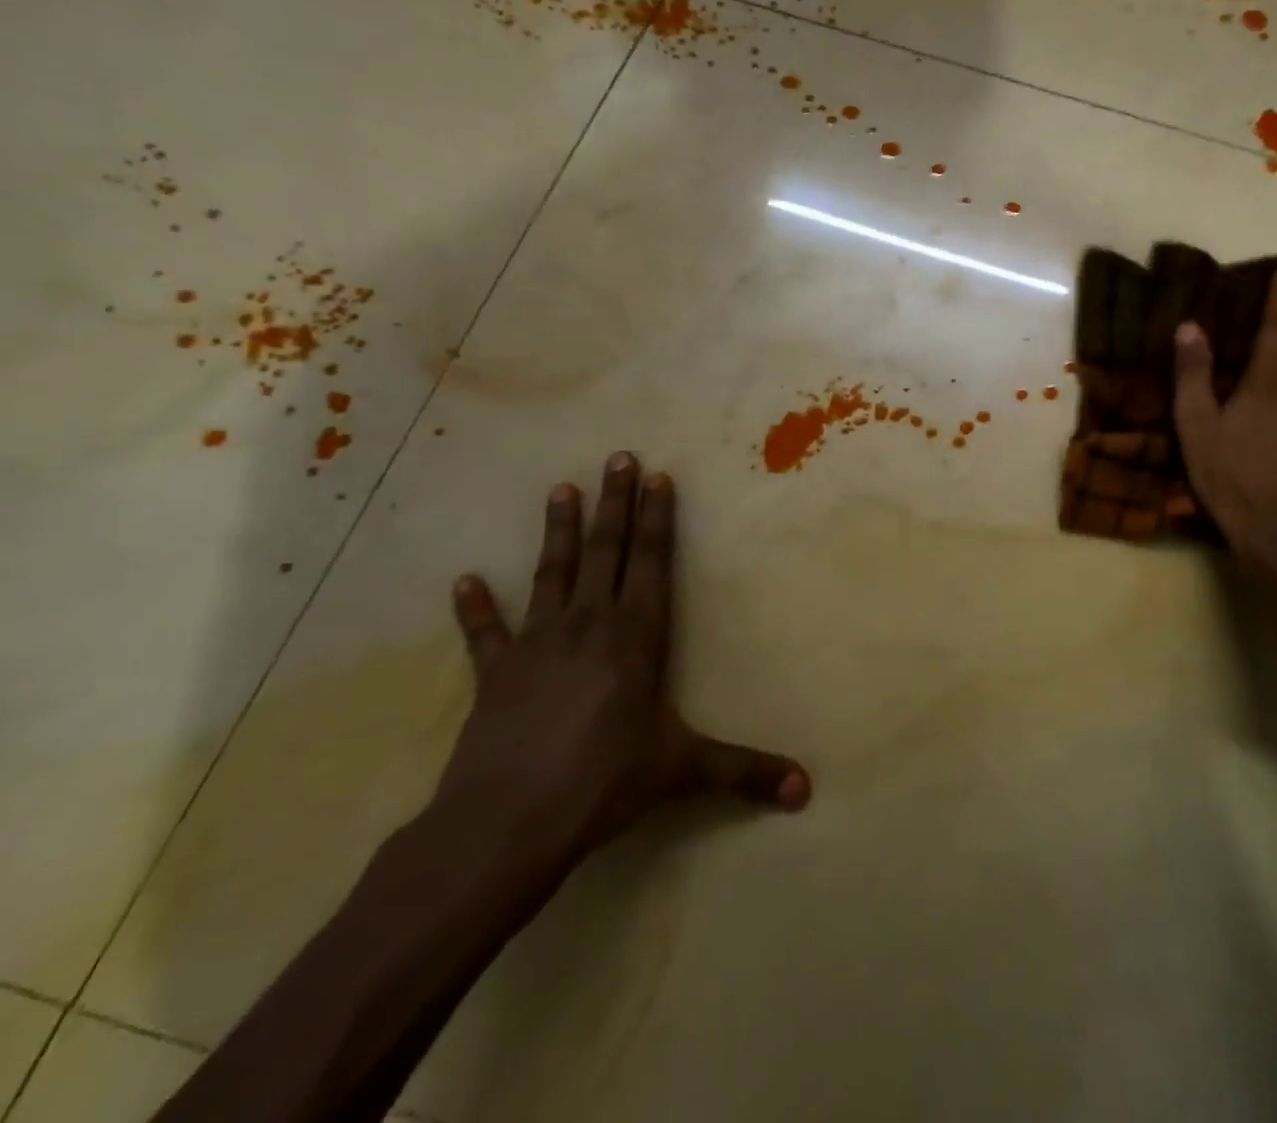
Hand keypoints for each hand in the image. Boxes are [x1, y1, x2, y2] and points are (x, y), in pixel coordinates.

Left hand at [437, 453, 809, 862]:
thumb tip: (807, 790)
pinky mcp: (496, 675)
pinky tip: (465, 580)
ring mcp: (538, 645)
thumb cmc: (604, 782)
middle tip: (618, 457)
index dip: (657, 519)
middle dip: (615, 503)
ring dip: (558, 532)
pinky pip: (486, 633)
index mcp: (636, 636)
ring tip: (561, 489)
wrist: (506, 823)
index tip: (657, 477)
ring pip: (552, 574)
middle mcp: (589, 625)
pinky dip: (476, 608)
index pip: (651, 563)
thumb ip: (746, 772)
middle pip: (606, 552)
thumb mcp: (684, 771)